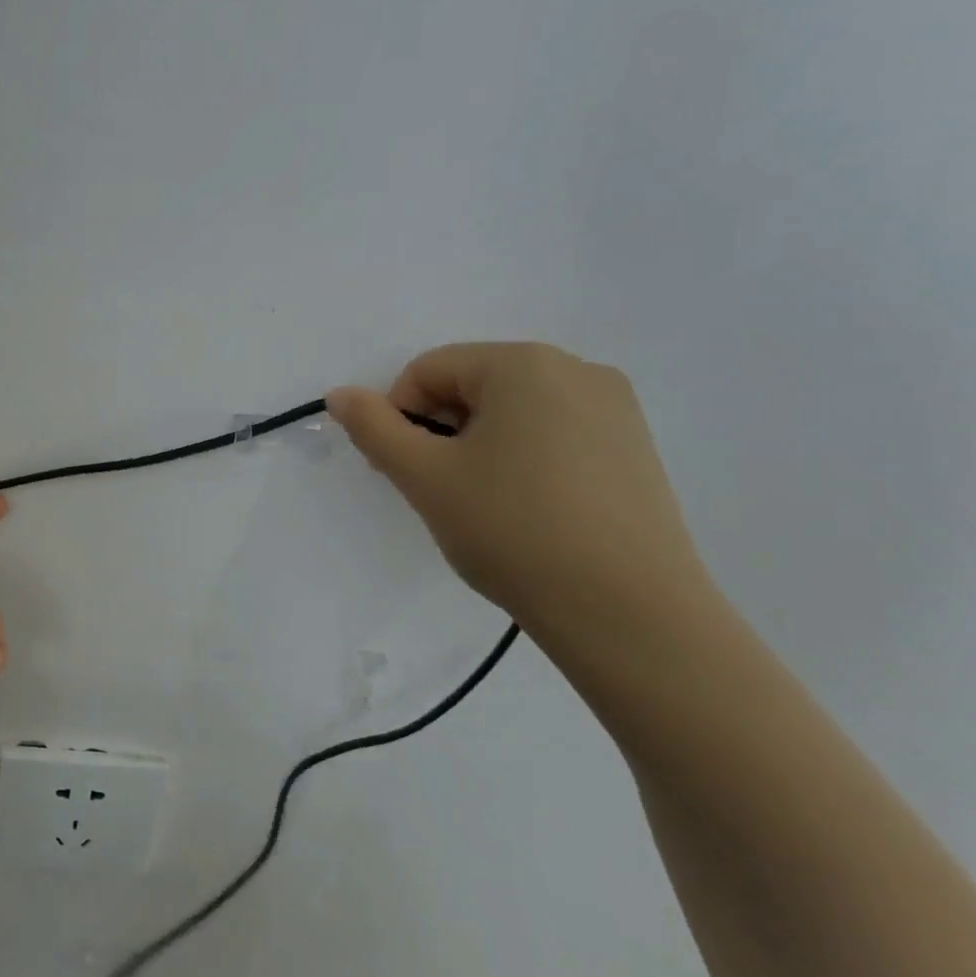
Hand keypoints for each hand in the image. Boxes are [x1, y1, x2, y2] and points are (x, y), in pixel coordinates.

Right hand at [327, 342, 708, 636]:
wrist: (627, 612)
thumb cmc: (512, 529)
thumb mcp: (424, 477)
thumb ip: (373, 427)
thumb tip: (339, 394)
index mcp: (524, 364)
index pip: (429, 370)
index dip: (398, 416)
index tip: (399, 470)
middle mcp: (576, 370)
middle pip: (473, 385)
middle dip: (439, 431)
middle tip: (435, 490)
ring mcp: (616, 409)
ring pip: (513, 412)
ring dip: (477, 446)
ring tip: (480, 504)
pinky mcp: (636, 449)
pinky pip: (554, 434)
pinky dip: (522, 459)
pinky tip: (526, 510)